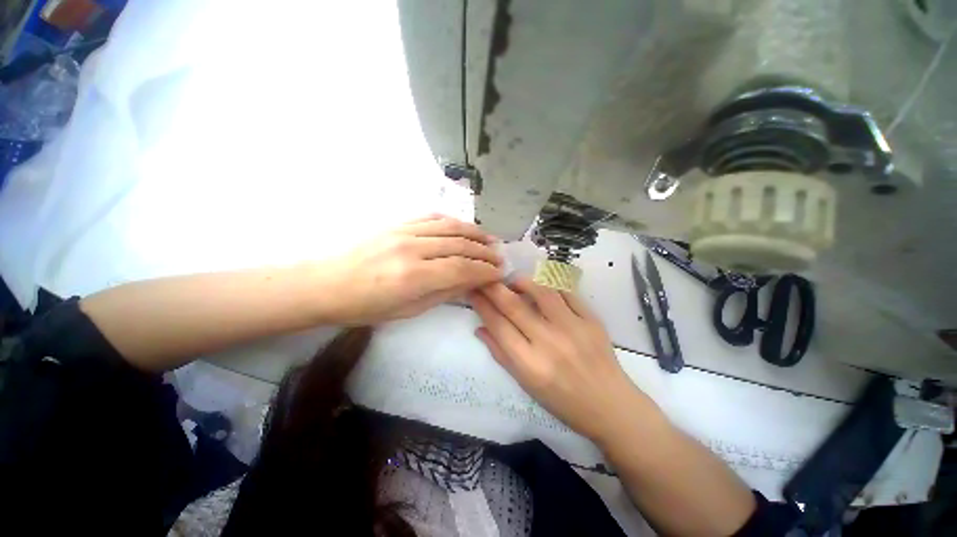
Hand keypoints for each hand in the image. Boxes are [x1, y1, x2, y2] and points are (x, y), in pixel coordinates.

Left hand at [318, 215, 502, 324]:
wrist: (326, 284)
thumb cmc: (366, 307)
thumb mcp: (408, 310)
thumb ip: (443, 293)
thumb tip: (470, 282)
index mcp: (413, 277)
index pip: (461, 268)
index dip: (484, 270)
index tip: (499, 273)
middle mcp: (412, 249)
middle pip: (460, 245)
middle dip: (484, 252)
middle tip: (499, 257)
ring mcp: (404, 231)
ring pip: (450, 226)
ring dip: (474, 232)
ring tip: (490, 239)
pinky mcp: (397, 223)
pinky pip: (432, 217)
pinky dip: (453, 221)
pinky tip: (464, 227)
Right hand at [469, 278, 652, 441]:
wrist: (610, 405)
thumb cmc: (563, 401)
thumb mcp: (526, 384)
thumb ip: (501, 354)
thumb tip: (480, 328)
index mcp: (530, 364)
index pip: (498, 325)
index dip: (482, 305)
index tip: (473, 291)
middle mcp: (549, 343)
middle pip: (514, 306)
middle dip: (494, 287)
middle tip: (485, 278)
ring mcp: (573, 328)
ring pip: (541, 291)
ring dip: (522, 281)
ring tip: (513, 281)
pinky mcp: (591, 320)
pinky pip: (567, 293)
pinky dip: (550, 284)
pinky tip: (541, 286)